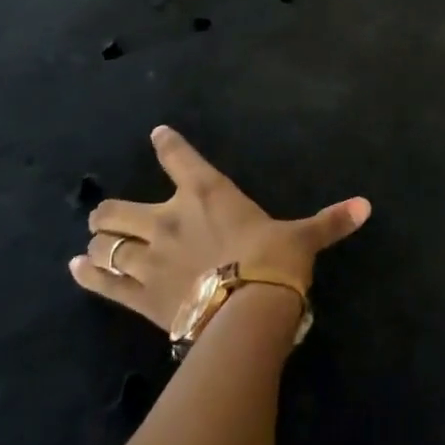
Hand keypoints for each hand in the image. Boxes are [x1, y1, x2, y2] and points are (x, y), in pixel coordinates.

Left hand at [70, 124, 371, 334]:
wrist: (247, 310)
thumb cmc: (274, 261)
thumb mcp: (303, 238)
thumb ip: (329, 221)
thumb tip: (367, 206)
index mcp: (207, 194)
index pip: (179, 158)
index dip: (167, 144)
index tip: (158, 134)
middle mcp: (169, 220)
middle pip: (118, 209)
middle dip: (110, 210)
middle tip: (111, 214)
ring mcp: (148, 258)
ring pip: (106, 245)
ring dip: (100, 243)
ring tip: (97, 244)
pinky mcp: (138, 296)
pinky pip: (103, 282)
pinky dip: (88, 274)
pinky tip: (77, 268)